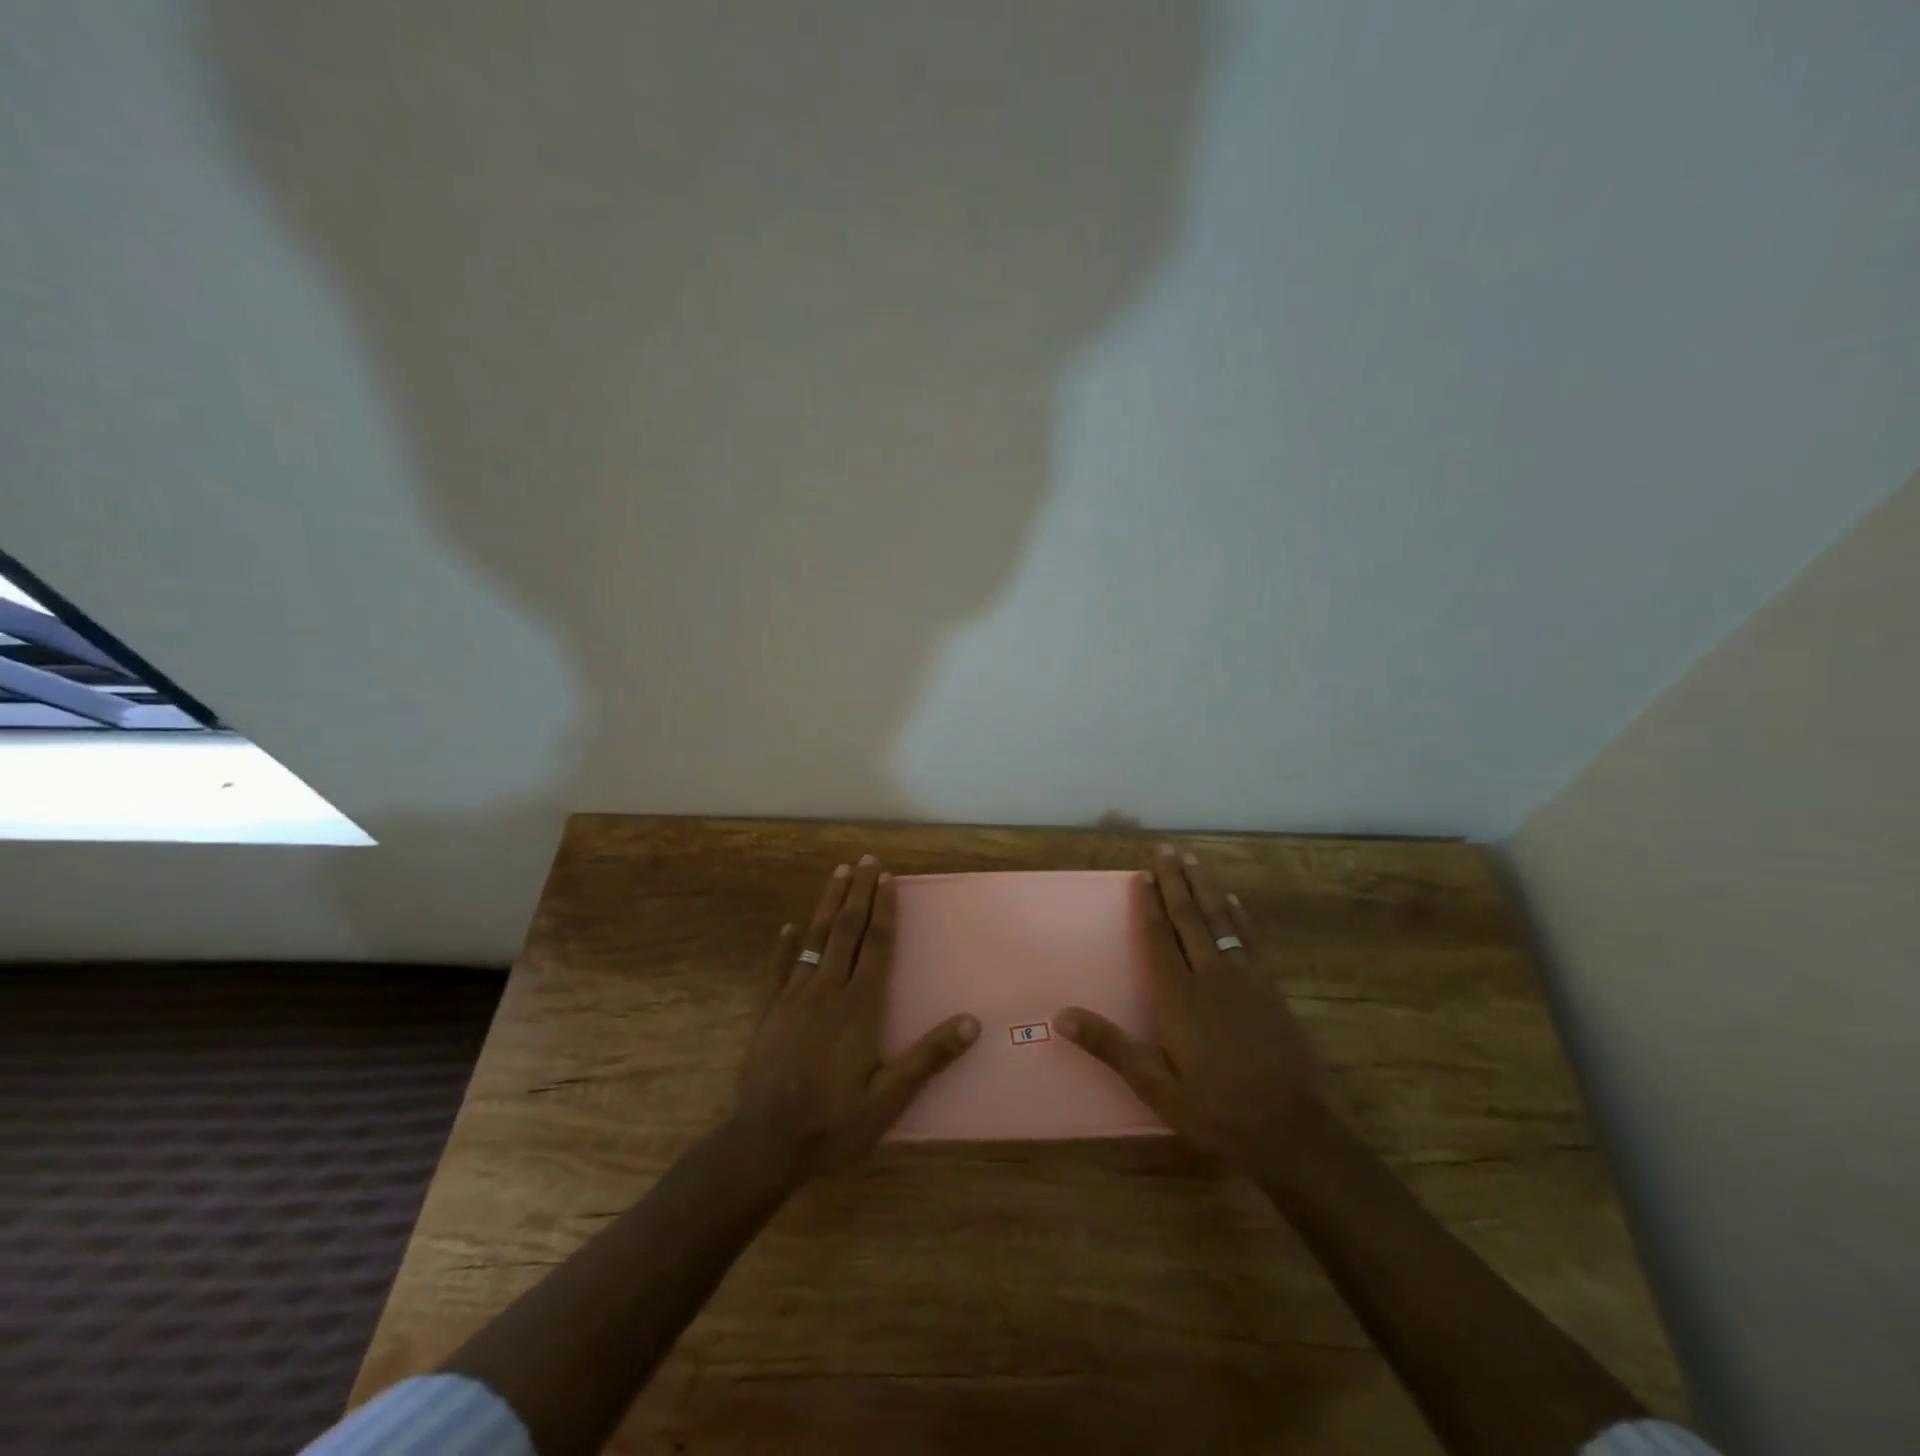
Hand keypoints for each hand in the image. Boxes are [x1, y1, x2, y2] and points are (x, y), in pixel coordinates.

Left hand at [733, 855, 979, 1180]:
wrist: (765, 1144)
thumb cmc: (833, 1123)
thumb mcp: (889, 1099)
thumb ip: (928, 1057)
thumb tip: (972, 1022)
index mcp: (859, 1006)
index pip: (876, 945)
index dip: (883, 909)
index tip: (887, 878)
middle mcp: (827, 990)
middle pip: (846, 931)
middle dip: (858, 893)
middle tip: (865, 860)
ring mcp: (793, 998)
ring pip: (814, 939)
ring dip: (828, 905)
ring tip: (837, 874)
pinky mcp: (768, 1012)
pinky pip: (778, 969)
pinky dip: (784, 945)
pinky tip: (788, 927)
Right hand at [1056, 845, 1326, 1175]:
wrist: (1290, 1130)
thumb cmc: (1215, 1110)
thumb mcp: (1155, 1086)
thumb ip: (1111, 1046)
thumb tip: (1061, 1015)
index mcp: (1178, 997)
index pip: (1158, 939)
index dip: (1147, 906)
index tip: (1140, 875)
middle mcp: (1210, 976)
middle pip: (1188, 919)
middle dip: (1174, 882)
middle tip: (1165, 849)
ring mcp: (1245, 979)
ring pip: (1220, 921)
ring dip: (1205, 888)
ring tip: (1193, 860)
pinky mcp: (1271, 989)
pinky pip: (1250, 941)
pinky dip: (1239, 917)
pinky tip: (1233, 902)